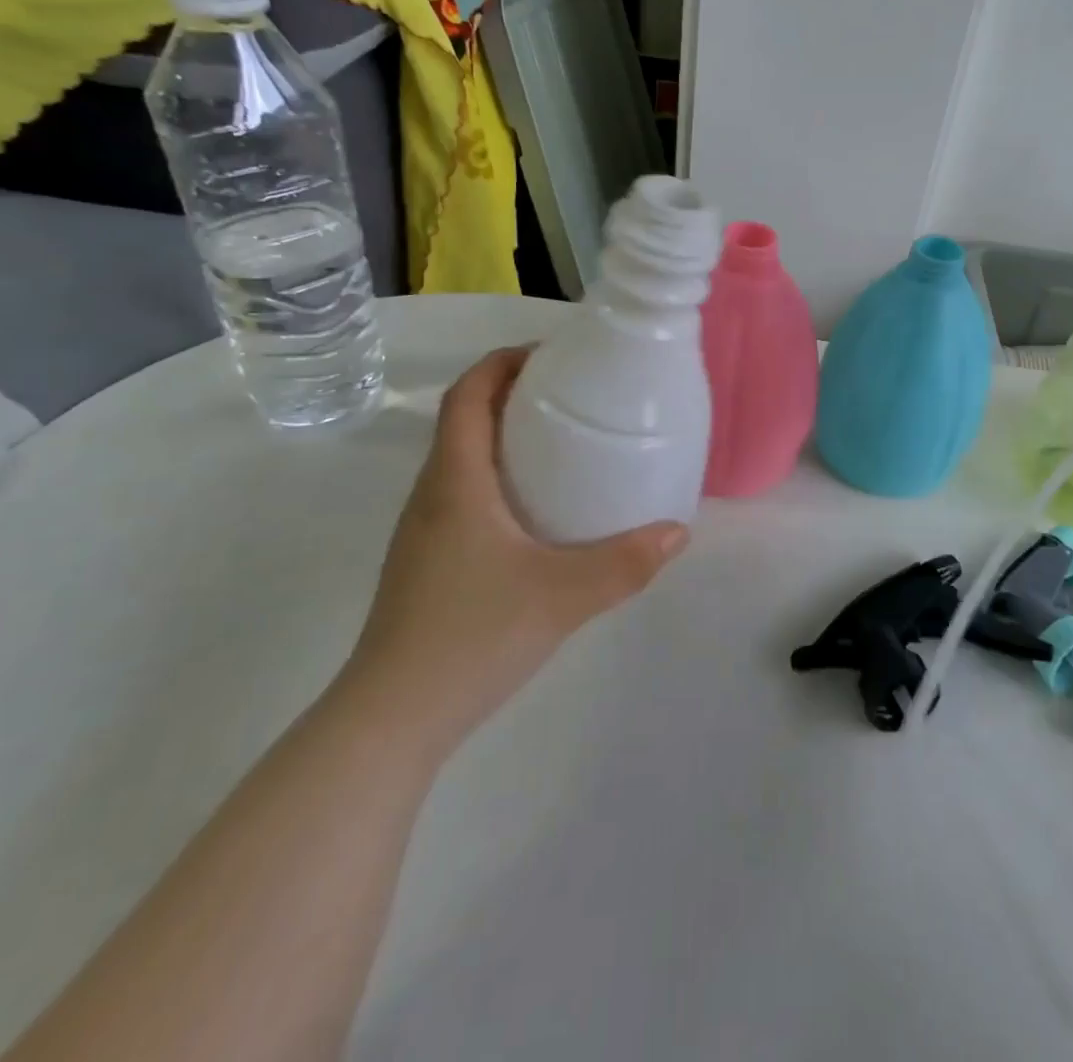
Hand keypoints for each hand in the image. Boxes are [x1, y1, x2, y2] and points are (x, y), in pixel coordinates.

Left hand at [336, 347, 688, 762]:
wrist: (393, 718)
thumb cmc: (471, 637)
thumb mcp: (562, 596)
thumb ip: (625, 562)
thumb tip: (679, 531)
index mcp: (456, 482)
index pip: (467, 396)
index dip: (502, 363)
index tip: (551, 354)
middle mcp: (433, 495)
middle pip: (465, 420)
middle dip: (513, 393)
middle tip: (573, 394)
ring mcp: (426, 531)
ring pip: (464, 459)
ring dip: (506, 436)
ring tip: (564, 443)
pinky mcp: (429, 561)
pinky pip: (466, 494)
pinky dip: (501, 477)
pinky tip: (541, 511)